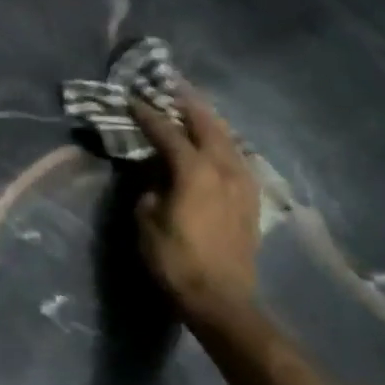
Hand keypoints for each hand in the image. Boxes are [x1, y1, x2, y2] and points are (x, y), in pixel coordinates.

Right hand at [131, 97, 259, 323]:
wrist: (221, 299)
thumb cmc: (175, 260)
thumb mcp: (147, 220)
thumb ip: (150, 187)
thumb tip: (156, 173)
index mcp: (194, 170)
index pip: (168, 132)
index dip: (148, 114)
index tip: (133, 99)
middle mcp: (223, 168)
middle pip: (207, 124)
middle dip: (188, 103)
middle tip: (172, 85)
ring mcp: (242, 183)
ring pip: (228, 139)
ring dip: (210, 120)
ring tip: (195, 109)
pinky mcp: (251, 199)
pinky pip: (237, 158)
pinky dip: (224, 143)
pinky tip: (218, 144)